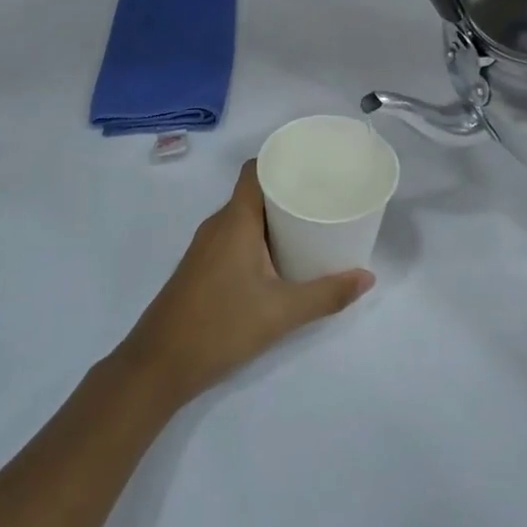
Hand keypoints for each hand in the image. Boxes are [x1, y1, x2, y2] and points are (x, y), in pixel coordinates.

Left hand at [117, 160, 373, 407]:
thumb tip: (367, 277)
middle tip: (326, 198)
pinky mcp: (201, 268)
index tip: (315, 165)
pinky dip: (259, 238)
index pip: (255, 170)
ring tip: (311, 225)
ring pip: (244, 218)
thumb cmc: (221, 327)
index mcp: (235, 221)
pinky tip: (281, 259)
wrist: (159, 365)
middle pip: (254, 193)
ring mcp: (205, 247)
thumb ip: (327, 294)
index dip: (282, 161)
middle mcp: (217, 225)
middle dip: (288, 192)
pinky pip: (235, 237)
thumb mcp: (282, 312)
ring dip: (274, 218)